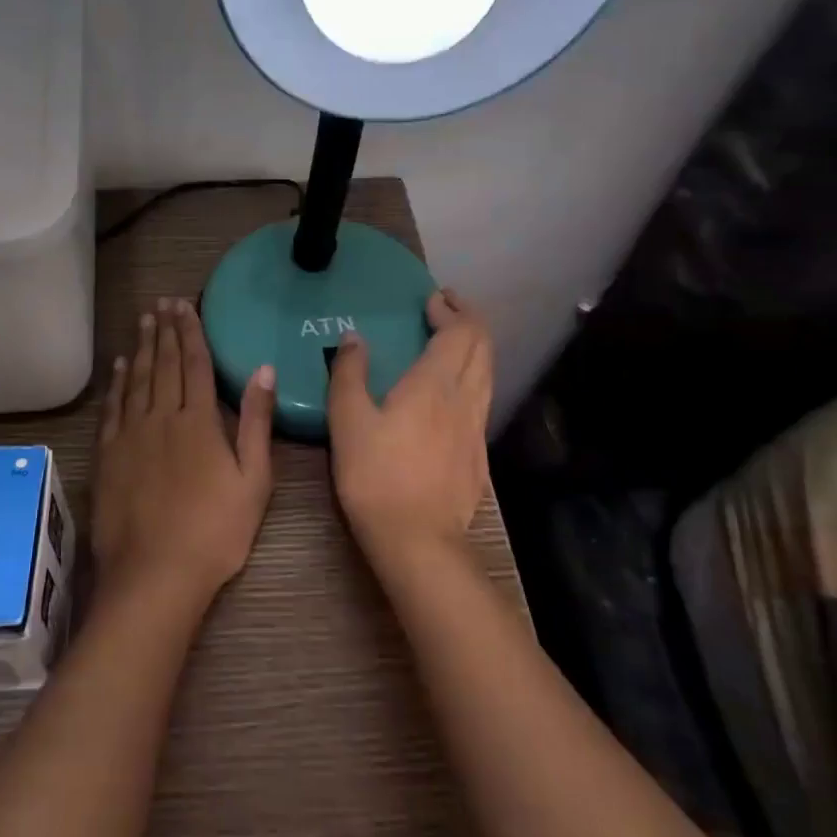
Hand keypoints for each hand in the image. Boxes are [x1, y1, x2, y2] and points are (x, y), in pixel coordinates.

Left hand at [92, 298, 276, 601]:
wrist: (154, 574)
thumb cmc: (215, 532)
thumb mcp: (253, 480)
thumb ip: (257, 422)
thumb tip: (263, 370)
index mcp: (199, 422)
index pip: (195, 364)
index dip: (191, 332)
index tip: (185, 305)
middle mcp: (161, 417)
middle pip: (164, 364)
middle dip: (166, 330)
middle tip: (163, 302)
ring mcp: (130, 435)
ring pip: (137, 379)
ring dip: (143, 347)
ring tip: (144, 321)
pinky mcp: (108, 455)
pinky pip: (113, 407)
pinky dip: (118, 382)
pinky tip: (120, 366)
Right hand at [327, 289, 492, 566]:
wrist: (418, 539)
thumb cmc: (375, 475)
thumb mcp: (348, 420)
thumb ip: (349, 374)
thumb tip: (355, 338)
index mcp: (434, 384)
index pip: (459, 332)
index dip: (451, 309)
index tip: (434, 297)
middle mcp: (465, 398)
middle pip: (482, 347)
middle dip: (468, 320)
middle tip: (446, 309)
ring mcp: (476, 428)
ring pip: (488, 373)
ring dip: (475, 348)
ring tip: (453, 342)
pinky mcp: (478, 454)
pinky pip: (483, 399)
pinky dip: (474, 377)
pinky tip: (454, 393)